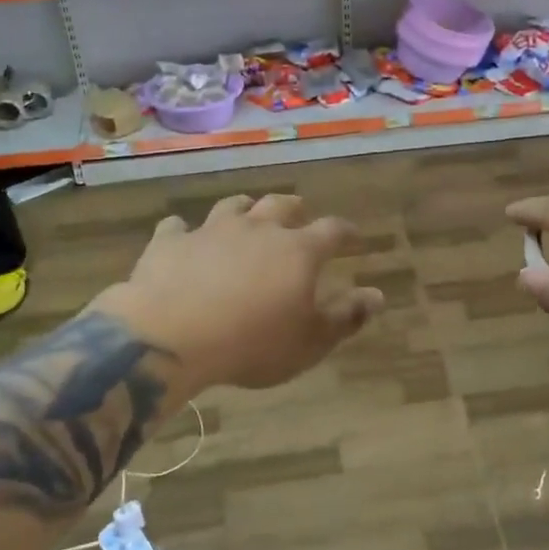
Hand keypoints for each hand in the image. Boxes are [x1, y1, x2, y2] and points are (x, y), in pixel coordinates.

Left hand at [95, 194, 383, 391]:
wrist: (170, 335)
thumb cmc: (252, 343)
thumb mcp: (309, 342)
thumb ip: (345, 316)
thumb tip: (377, 296)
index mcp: (297, 251)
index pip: (332, 230)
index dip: (346, 232)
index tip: (354, 237)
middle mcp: (258, 229)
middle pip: (281, 206)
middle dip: (295, 209)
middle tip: (300, 214)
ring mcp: (211, 230)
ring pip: (233, 207)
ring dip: (244, 209)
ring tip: (247, 214)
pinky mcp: (170, 242)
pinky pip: (178, 227)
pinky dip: (184, 231)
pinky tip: (182, 236)